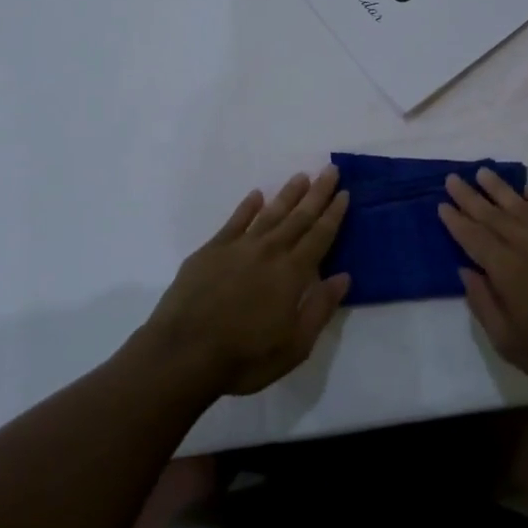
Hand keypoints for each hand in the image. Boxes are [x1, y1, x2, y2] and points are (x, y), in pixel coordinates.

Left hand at [142, 167, 350, 396]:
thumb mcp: (294, 346)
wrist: (183, 353)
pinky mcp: (211, 250)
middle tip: (330, 170)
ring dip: (288, 194)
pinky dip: (247, 206)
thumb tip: (343, 277)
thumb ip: (320, 308)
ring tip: (301, 176)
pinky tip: (256, 195)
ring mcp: (238, 247)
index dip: (334, 214)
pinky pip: (235, 221)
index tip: (345, 193)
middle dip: (317, 193)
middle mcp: (269, 251)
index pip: (320, 236)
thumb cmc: (244, 357)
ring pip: (269, 213)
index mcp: (292, 273)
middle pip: (299, 217)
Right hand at [440, 169, 527, 399]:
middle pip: (493, 215)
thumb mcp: (509, 343)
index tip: (441, 205)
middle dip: (470, 197)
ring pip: (521, 205)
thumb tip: (466, 270)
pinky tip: (526, 191)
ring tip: (482, 173)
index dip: (456, 221)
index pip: (474, 237)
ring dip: (499, 188)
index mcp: (508, 271)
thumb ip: (484, 304)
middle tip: (453, 179)